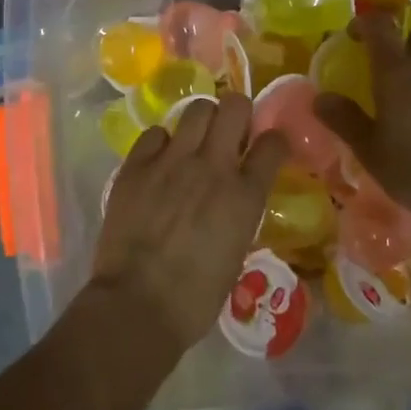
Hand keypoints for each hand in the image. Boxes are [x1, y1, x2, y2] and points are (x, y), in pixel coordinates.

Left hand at [90, 92, 288, 355]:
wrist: (137, 303)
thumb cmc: (195, 297)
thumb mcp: (236, 253)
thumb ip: (240, 213)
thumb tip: (235, 199)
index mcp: (245, 195)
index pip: (273, 143)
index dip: (273, 141)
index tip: (267, 147)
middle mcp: (212, 167)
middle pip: (235, 106)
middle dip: (237, 114)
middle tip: (230, 134)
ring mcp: (171, 161)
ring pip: (196, 109)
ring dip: (202, 121)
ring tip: (195, 141)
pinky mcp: (136, 164)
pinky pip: (155, 133)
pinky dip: (162, 142)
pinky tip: (159, 161)